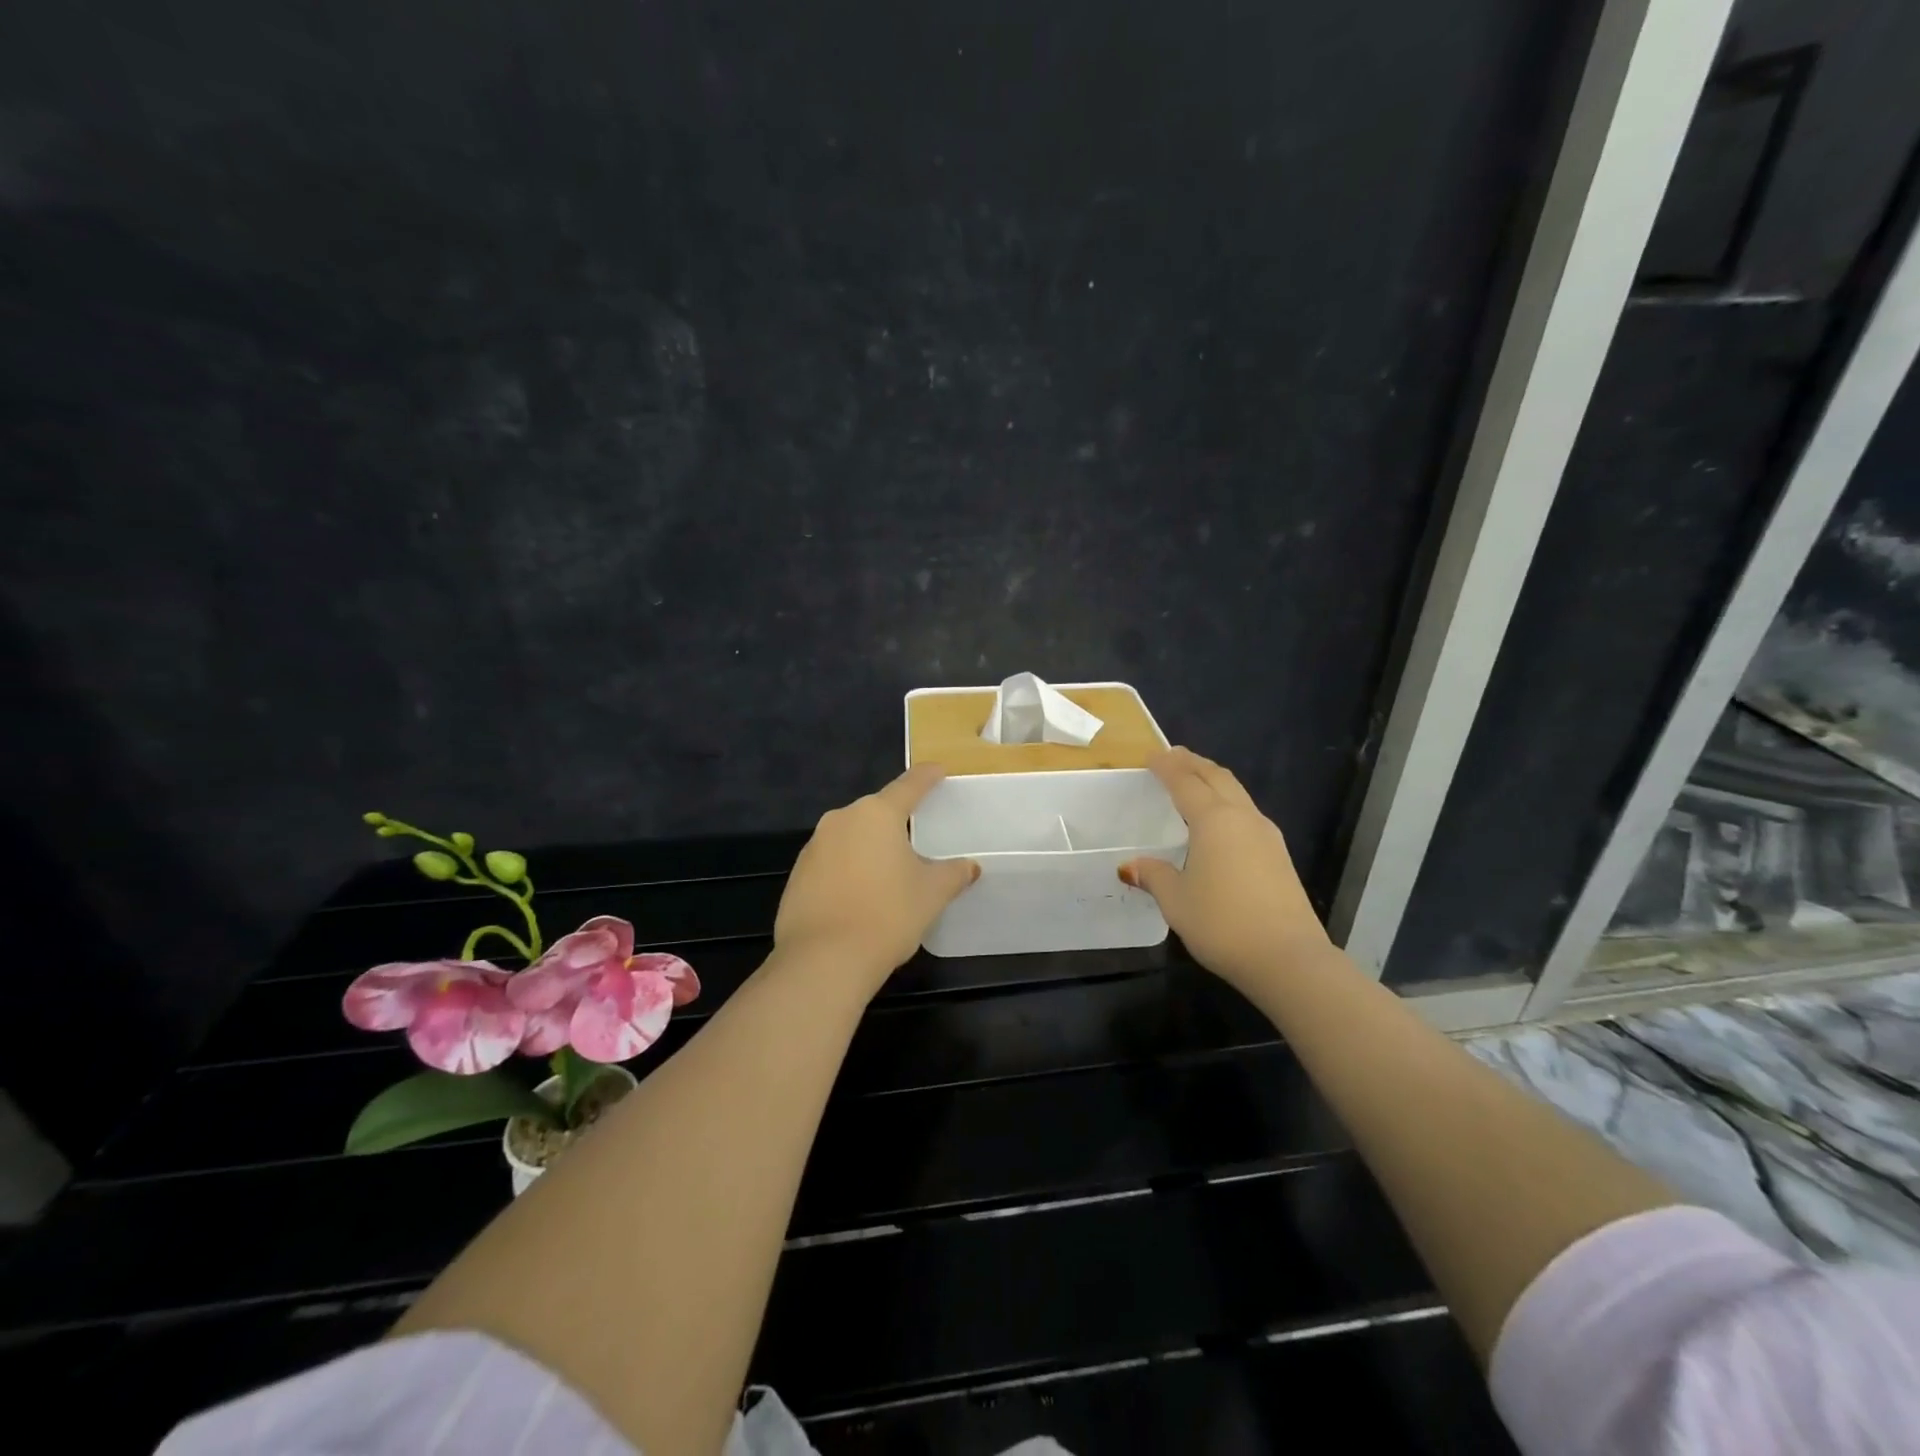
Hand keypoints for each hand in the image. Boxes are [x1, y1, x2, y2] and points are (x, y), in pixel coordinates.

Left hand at [774, 764, 980, 984]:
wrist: (823, 960)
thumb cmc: (887, 915)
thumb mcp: (931, 894)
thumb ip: (953, 874)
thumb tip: (970, 867)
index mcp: (877, 814)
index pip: (909, 785)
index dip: (927, 777)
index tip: (938, 770)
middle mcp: (842, 819)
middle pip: (876, 812)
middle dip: (896, 822)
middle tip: (917, 840)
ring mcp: (814, 846)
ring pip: (851, 837)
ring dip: (870, 848)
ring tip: (888, 876)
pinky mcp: (797, 874)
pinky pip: (831, 862)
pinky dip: (848, 870)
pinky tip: (859, 897)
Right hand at [1120, 748, 1330, 990]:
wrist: (1288, 958)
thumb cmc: (1223, 924)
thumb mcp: (1177, 901)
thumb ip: (1155, 876)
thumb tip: (1132, 865)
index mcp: (1214, 821)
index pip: (1185, 782)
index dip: (1166, 766)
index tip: (1151, 756)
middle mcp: (1242, 818)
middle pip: (1217, 777)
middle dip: (1193, 763)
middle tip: (1173, 757)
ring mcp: (1267, 835)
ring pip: (1237, 793)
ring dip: (1213, 780)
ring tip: (1195, 782)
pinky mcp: (1279, 855)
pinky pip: (1247, 813)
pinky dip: (1227, 803)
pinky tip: (1220, 822)